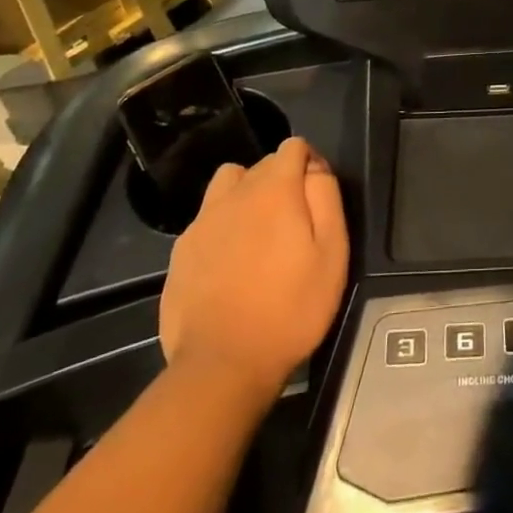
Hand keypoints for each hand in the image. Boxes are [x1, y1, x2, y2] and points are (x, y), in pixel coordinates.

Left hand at [157, 138, 348, 397]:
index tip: (318, 196)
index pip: (294, 146)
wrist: (222, 367)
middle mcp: (234, 193)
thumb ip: (326, 197)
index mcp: (274, 188)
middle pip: (262, 165)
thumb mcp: (332, 252)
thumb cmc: (290, 308)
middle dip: (282, 181)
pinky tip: (229, 265)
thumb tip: (315, 168)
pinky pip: (206, 220)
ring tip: (258, 233)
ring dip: (246, 195)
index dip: (311, 163)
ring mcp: (202, 221)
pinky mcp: (180, 252)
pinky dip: (221, 228)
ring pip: (229, 184)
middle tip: (294, 224)